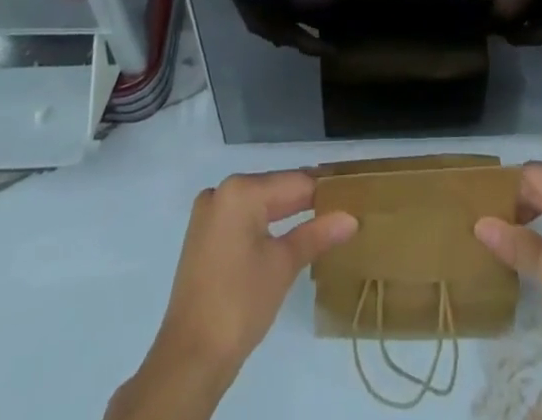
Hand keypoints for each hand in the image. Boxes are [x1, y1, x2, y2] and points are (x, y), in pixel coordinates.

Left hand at [157, 168, 358, 370]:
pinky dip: (263, 226)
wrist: (190, 358)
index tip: (350, 198)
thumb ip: (317, 234)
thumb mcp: (284, 265)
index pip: (294, 183)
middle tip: (340, 214)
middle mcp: (221, 192)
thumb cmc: (240, 304)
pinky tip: (284, 238)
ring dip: (285, 214)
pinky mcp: (202, 236)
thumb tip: (351, 218)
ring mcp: (208, 214)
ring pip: (258, 205)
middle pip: (274, 190)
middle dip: (305, 203)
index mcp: (241, 190)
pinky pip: (241, 219)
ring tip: (319, 225)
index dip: (324, 192)